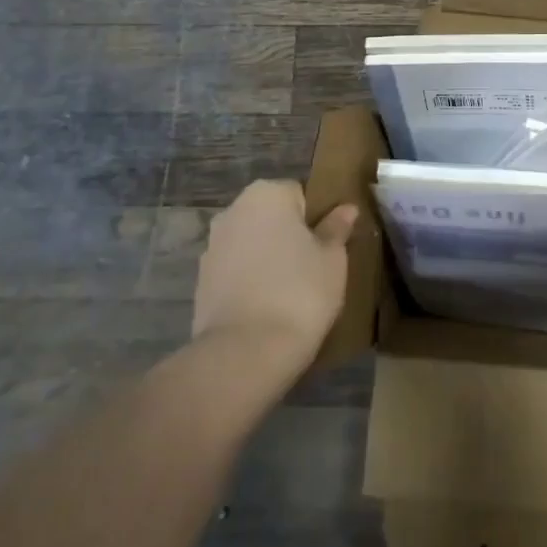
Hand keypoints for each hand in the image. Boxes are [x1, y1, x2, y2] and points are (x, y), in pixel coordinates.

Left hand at [193, 180, 358, 377]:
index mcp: (267, 194)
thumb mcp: (333, 259)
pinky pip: (236, 271)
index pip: (299, 193)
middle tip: (314, 268)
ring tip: (290, 293)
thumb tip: (346, 209)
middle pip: (272, 217)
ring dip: (268, 259)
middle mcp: (233, 211)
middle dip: (289, 236)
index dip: (317, 219)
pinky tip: (266, 308)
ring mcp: (212, 246)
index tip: (328, 246)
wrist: (245, 353)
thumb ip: (336, 229)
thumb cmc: (300, 292)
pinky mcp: (201, 281)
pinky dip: (250, 282)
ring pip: (252, 244)